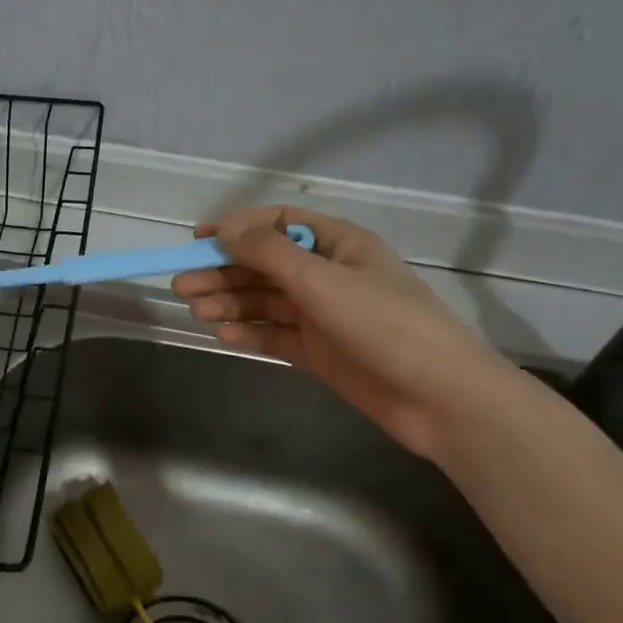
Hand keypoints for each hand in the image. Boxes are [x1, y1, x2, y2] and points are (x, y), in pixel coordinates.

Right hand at [171, 207, 522, 460]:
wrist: (440, 398)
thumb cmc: (387, 325)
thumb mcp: (325, 282)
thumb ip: (270, 254)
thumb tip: (225, 228)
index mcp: (338, 245)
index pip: (277, 225)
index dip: (236, 229)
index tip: (198, 239)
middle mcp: (327, 275)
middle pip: (264, 265)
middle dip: (223, 273)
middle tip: (182, 286)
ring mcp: (322, 315)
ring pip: (265, 301)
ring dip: (230, 303)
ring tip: (196, 312)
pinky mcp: (318, 350)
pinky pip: (274, 334)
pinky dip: (248, 333)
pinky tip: (223, 336)